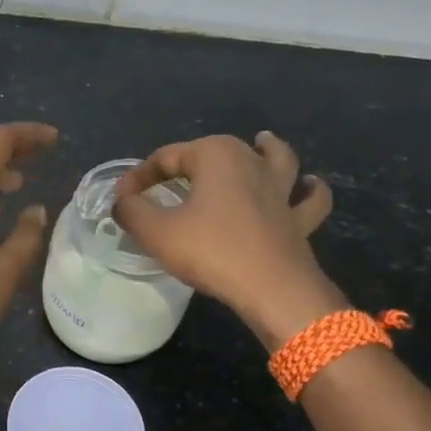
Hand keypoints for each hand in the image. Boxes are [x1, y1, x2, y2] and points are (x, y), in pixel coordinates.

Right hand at [113, 131, 345, 349]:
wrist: (272, 288)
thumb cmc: (211, 251)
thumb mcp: (156, 232)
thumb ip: (132, 211)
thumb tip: (123, 202)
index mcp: (215, 154)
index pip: (166, 157)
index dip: (139, 177)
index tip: (122, 200)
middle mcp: (251, 161)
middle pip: (215, 151)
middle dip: (189, 162)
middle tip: (166, 183)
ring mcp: (280, 189)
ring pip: (276, 158)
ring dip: (268, 149)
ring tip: (261, 142)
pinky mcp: (298, 219)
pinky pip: (307, 199)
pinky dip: (309, 191)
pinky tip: (308, 186)